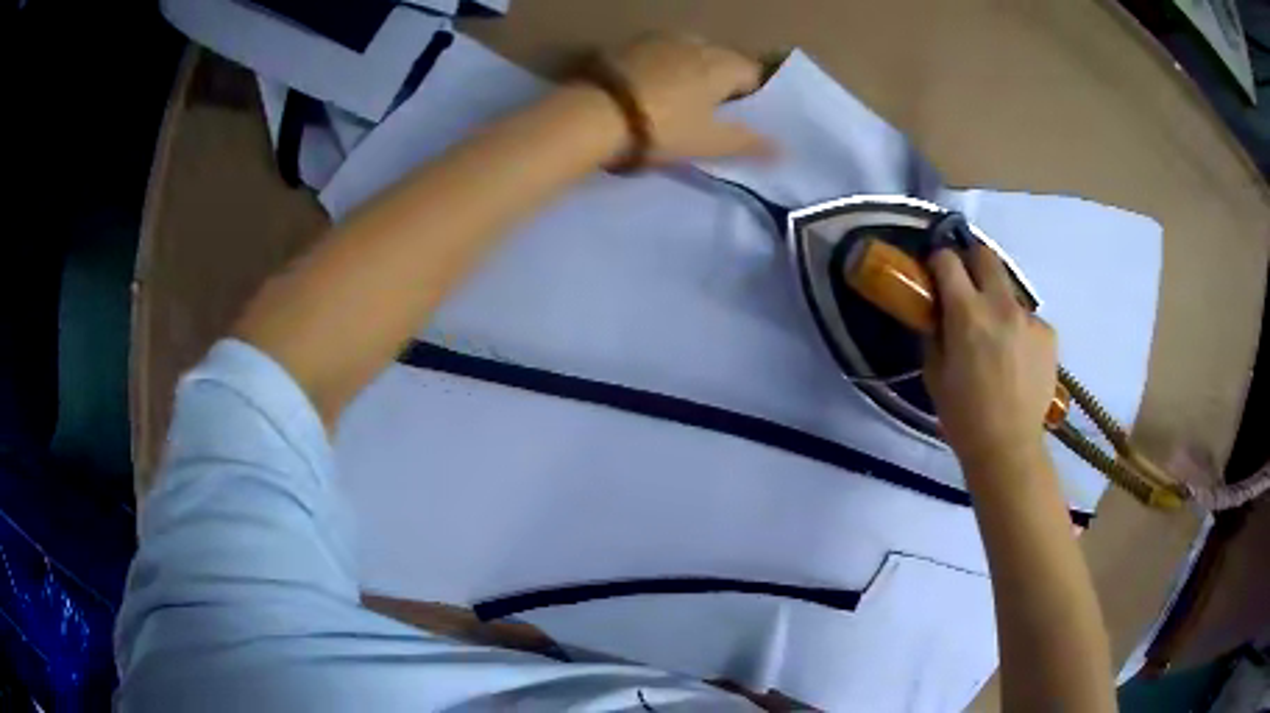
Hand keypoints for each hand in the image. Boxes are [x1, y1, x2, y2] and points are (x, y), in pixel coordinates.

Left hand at [605, 35, 772, 160]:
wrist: (593, 114)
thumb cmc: (662, 128)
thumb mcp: (709, 142)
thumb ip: (748, 143)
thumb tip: (784, 150)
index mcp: (722, 63)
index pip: (753, 73)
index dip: (752, 96)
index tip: (740, 117)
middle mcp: (696, 42)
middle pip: (721, 59)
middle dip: (721, 80)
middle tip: (709, 111)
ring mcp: (659, 39)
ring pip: (689, 52)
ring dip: (690, 70)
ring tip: (677, 98)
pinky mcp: (628, 44)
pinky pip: (657, 53)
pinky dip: (661, 66)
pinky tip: (647, 86)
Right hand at [924, 244, 1057, 470]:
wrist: (1008, 448)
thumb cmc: (963, 415)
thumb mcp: (934, 373)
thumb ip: (935, 332)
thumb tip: (937, 311)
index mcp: (967, 313)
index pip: (948, 260)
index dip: (938, 261)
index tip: (936, 274)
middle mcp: (1001, 305)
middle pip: (986, 256)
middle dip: (972, 262)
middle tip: (966, 286)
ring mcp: (1029, 319)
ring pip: (1009, 291)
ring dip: (998, 302)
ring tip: (997, 338)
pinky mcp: (1048, 335)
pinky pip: (1029, 320)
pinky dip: (1019, 330)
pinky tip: (1017, 359)